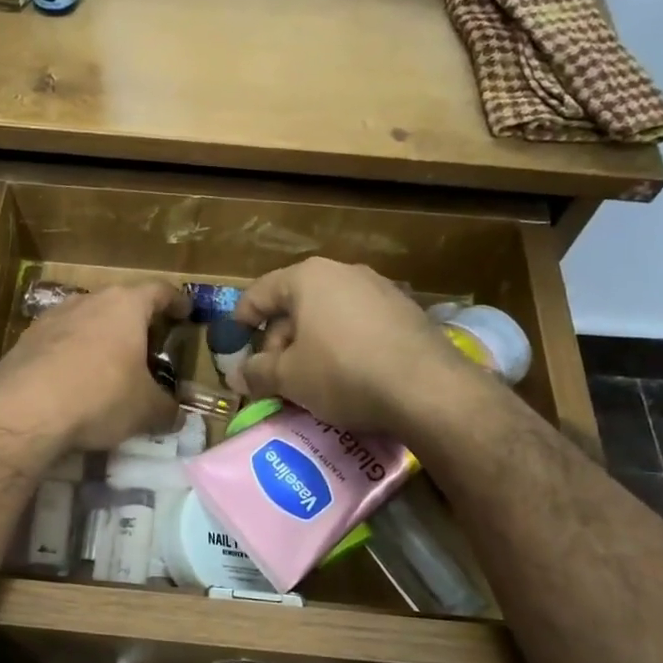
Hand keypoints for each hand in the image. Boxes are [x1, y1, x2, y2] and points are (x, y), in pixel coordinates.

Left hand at [0, 282, 187, 456]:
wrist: (23, 411)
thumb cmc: (99, 397)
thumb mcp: (145, 410)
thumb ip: (167, 410)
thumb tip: (176, 417)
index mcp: (125, 306)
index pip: (159, 291)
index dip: (177, 301)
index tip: (186, 312)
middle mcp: (88, 301)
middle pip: (120, 303)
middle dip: (136, 323)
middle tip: (149, 346)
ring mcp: (52, 317)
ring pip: (87, 320)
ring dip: (102, 338)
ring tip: (111, 366)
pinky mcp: (26, 340)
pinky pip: (61, 342)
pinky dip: (74, 355)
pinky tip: (75, 381)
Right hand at [234, 259, 475, 435]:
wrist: (427, 389)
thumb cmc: (343, 373)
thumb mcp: (289, 378)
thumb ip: (257, 372)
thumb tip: (238, 376)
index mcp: (309, 278)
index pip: (261, 292)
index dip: (241, 318)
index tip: (235, 344)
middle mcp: (344, 273)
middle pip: (296, 304)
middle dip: (279, 341)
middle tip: (273, 376)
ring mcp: (380, 290)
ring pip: (329, 316)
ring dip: (311, 345)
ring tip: (308, 381)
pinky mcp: (407, 313)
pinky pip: (360, 326)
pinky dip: (343, 347)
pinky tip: (346, 377)